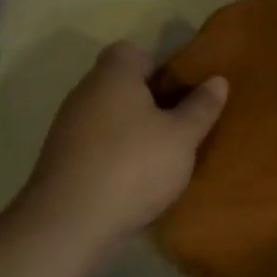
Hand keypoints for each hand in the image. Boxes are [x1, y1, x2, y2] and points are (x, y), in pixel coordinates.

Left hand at [11, 42, 227, 252]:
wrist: (67, 225)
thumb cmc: (133, 166)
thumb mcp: (182, 137)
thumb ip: (201, 107)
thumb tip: (217, 80)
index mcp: (113, 76)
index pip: (131, 51)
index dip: (156, 65)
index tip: (177, 90)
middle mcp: (84, 94)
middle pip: (118, 84)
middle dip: (147, 100)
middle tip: (177, 122)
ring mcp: (66, 129)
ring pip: (106, 116)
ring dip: (130, 130)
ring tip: (160, 155)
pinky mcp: (59, 162)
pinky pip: (94, 145)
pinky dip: (113, 154)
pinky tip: (133, 180)